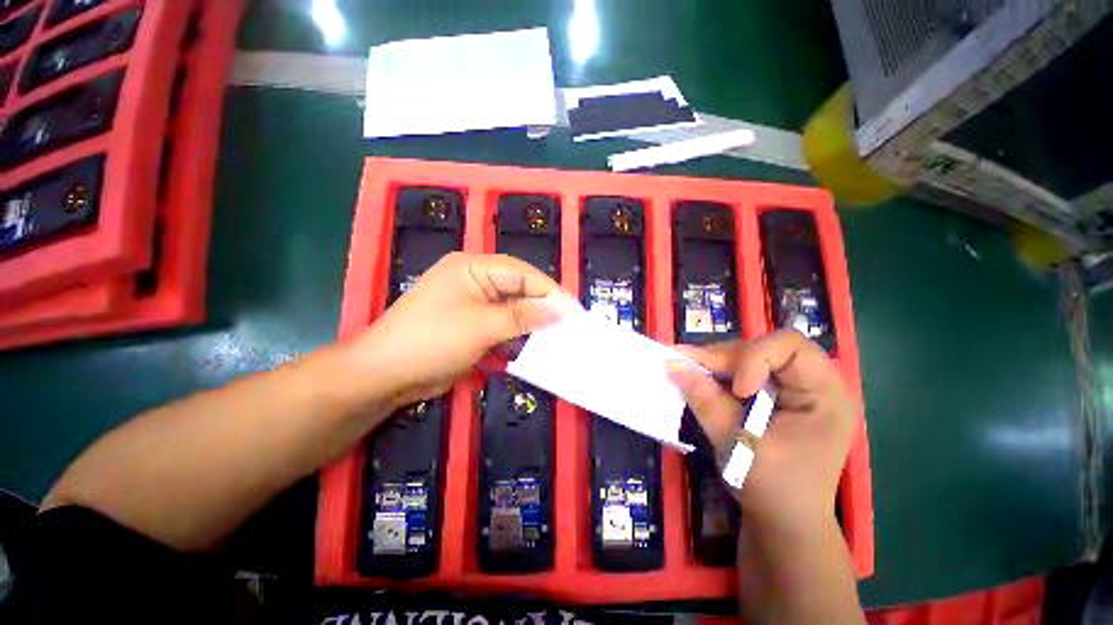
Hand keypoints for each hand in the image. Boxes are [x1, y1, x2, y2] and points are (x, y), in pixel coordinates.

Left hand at [352, 252, 577, 408]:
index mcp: (473, 268)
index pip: (522, 273)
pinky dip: (515, 337)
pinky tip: (530, 348)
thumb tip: (562, 309)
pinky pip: (500, 327)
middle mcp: (474, 281)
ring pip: (511, 310)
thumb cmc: (432, 341)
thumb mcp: (482, 326)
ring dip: (530, 325)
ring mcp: (471, 305)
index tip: (574, 311)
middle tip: (569, 325)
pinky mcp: (470, 327)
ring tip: (556, 338)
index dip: (550, 291)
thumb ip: (524, 316)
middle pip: (518, 290)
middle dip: (542, 308)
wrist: (384, 376)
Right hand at [667, 331, 853, 533]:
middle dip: (723, 358)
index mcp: (825, 395)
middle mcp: (813, 384)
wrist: (785, 525)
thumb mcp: (738, 444)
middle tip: (685, 365)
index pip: (790, 347)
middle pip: (763, 349)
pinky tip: (699, 381)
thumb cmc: (774, 490)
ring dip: (716, 365)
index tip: (737, 390)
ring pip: (748, 358)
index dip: (755, 357)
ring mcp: (794, 390)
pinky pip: (743, 373)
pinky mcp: (776, 398)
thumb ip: (706, 400)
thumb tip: (671, 363)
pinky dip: (718, 376)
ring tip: (686, 370)